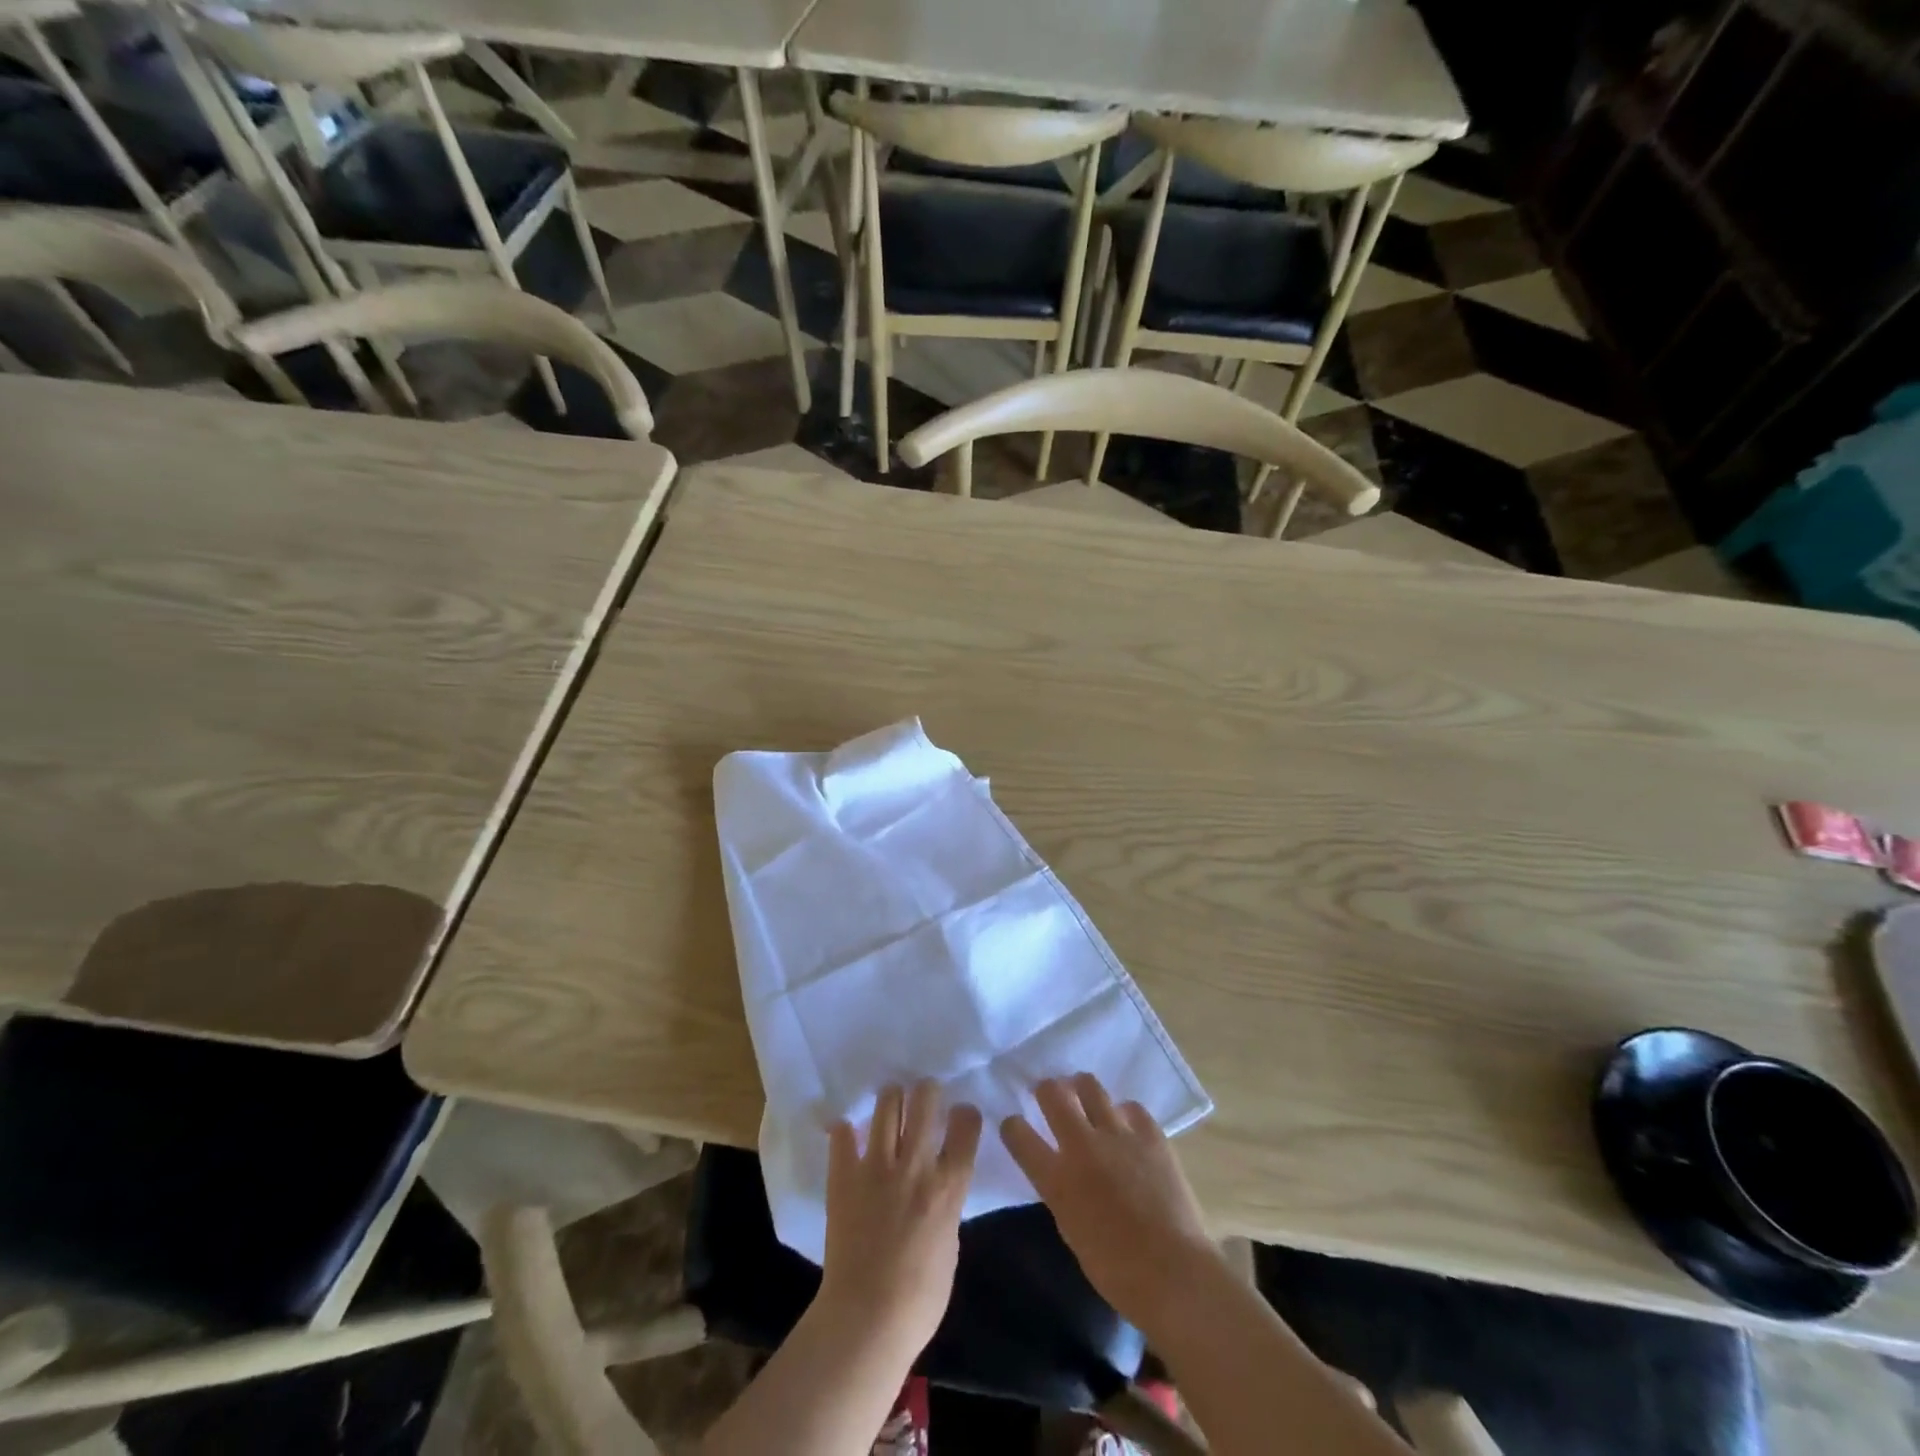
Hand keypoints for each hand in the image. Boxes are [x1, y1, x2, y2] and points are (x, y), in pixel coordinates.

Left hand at [817, 1082, 982, 1353]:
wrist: (866, 1320)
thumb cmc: (920, 1299)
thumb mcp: (950, 1246)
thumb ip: (947, 1206)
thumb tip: (939, 1187)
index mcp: (948, 1185)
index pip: (966, 1125)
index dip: (966, 1114)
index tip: (961, 1116)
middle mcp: (915, 1165)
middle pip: (926, 1100)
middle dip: (928, 1091)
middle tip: (924, 1097)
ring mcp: (876, 1166)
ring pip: (887, 1104)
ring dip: (892, 1098)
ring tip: (891, 1102)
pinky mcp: (844, 1176)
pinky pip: (843, 1135)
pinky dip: (846, 1131)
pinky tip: (849, 1133)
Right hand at [1001, 1074, 1219, 1329]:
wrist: (1173, 1272)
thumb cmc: (1116, 1269)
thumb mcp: (1071, 1229)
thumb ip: (1061, 1191)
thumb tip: (1062, 1171)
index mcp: (1057, 1177)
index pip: (1018, 1133)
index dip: (1013, 1126)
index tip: (1016, 1126)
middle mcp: (1082, 1145)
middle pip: (1052, 1093)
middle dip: (1045, 1090)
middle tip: (1049, 1096)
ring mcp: (1118, 1134)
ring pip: (1089, 1085)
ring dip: (1081, 1089)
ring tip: (1084, 1097)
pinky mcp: (1150, 1133)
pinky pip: (1131, 1106)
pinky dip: (1123, 1113)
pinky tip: (1126, 1126)